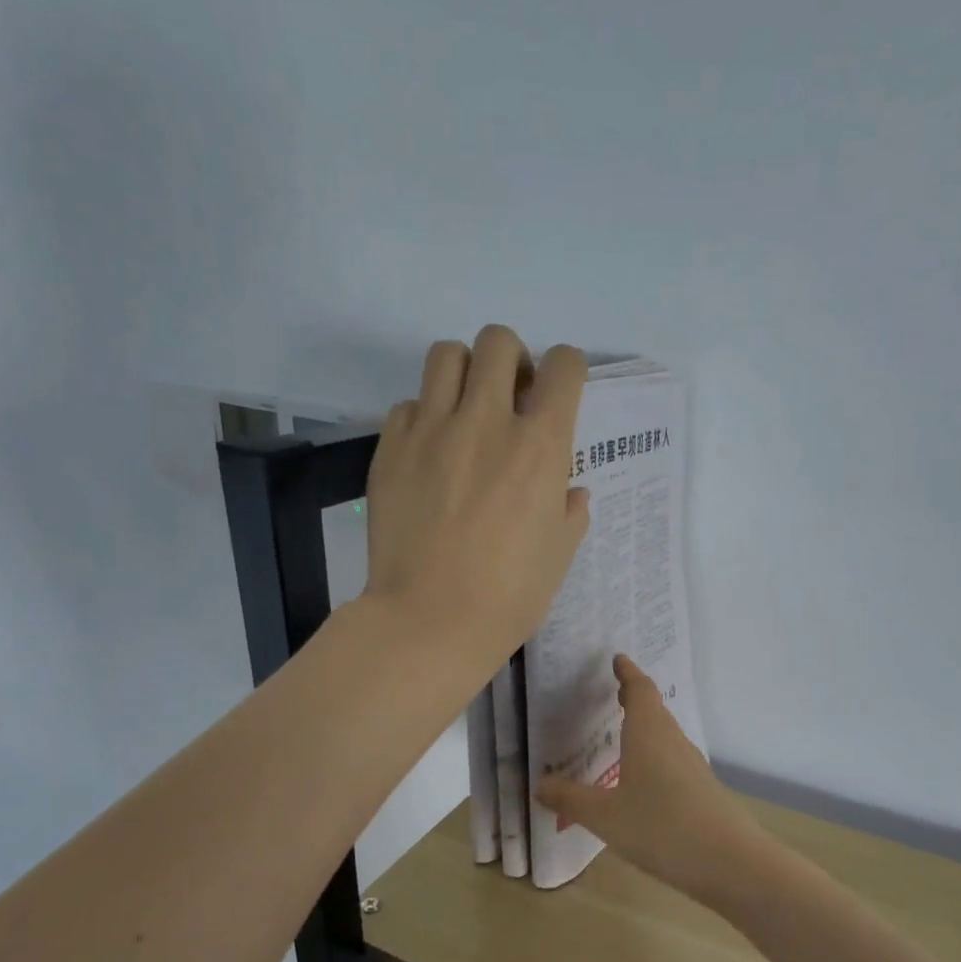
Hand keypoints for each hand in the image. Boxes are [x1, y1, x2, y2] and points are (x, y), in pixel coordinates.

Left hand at [362, 326, 588, 672]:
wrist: (431, 620)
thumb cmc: (509, 597)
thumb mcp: (559, 556)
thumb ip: (570, 512)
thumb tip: (569, 491)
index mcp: (540, 446)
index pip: (564, 366)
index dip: (567, 370)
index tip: (559, 392)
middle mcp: (486, 420)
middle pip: (498, 341)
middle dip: (512, 360)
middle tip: (510, 399)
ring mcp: (432, 430)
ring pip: (446, 354)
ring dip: (464, 372)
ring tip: (466, 411)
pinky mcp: (390, 448)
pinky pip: (408, 405)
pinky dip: (424, 417)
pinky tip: (429, 453)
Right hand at [536, 655, 766, 901]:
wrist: (730, 862)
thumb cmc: (661, 828)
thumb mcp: (604, 816)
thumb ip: (570, 799)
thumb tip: (540, 784)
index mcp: (649, 734)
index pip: (640, 690)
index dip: (627, 673)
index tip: (618, 659)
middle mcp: (673, 742)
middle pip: (655, 710)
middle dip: (635, 699)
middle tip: (614, 693)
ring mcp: (692, 766)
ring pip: (665, 737)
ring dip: (646, 728)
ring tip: (624, 734)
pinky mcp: (703, 790)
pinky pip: (673, 761)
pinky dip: (655, 756)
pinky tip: (643, 781)